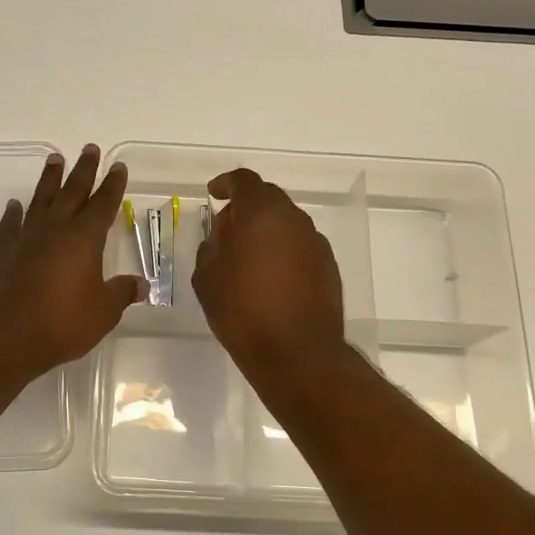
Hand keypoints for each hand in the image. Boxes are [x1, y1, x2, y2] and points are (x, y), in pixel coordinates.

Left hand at [0, 145, 143, 382]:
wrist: (5, 337)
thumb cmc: (62, 323)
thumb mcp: (103, 312)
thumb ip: (120, 294)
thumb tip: (140, 284)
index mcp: (84, 239)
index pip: (103, 205)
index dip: (113, 185)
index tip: (118, 167)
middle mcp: (55, 230)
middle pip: (72, 192)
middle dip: (84, 170)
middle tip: (89, 148)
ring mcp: (25, 239)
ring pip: (41, 200)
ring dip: (49, 179)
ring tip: (55, 159)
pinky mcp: (2, 253)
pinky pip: (10, 225)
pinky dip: (14, 213)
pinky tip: (15, 205)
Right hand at [193, 167, 346, 376]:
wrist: (297, 353)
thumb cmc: (242, 311)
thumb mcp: (207, 278)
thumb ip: (211, 247)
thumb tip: (222, 237)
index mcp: (261, 213)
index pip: (244, 181)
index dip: (226, 184)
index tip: (213, 194)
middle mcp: (293, 219)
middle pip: (268, 198)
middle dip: (245, 208)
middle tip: (225, 231)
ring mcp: (315, 243)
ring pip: (286, 223)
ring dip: (265, 231)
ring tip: (246, 259)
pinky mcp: (328, 267)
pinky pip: (299, 246)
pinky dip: (282, 252)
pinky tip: (269, 279)